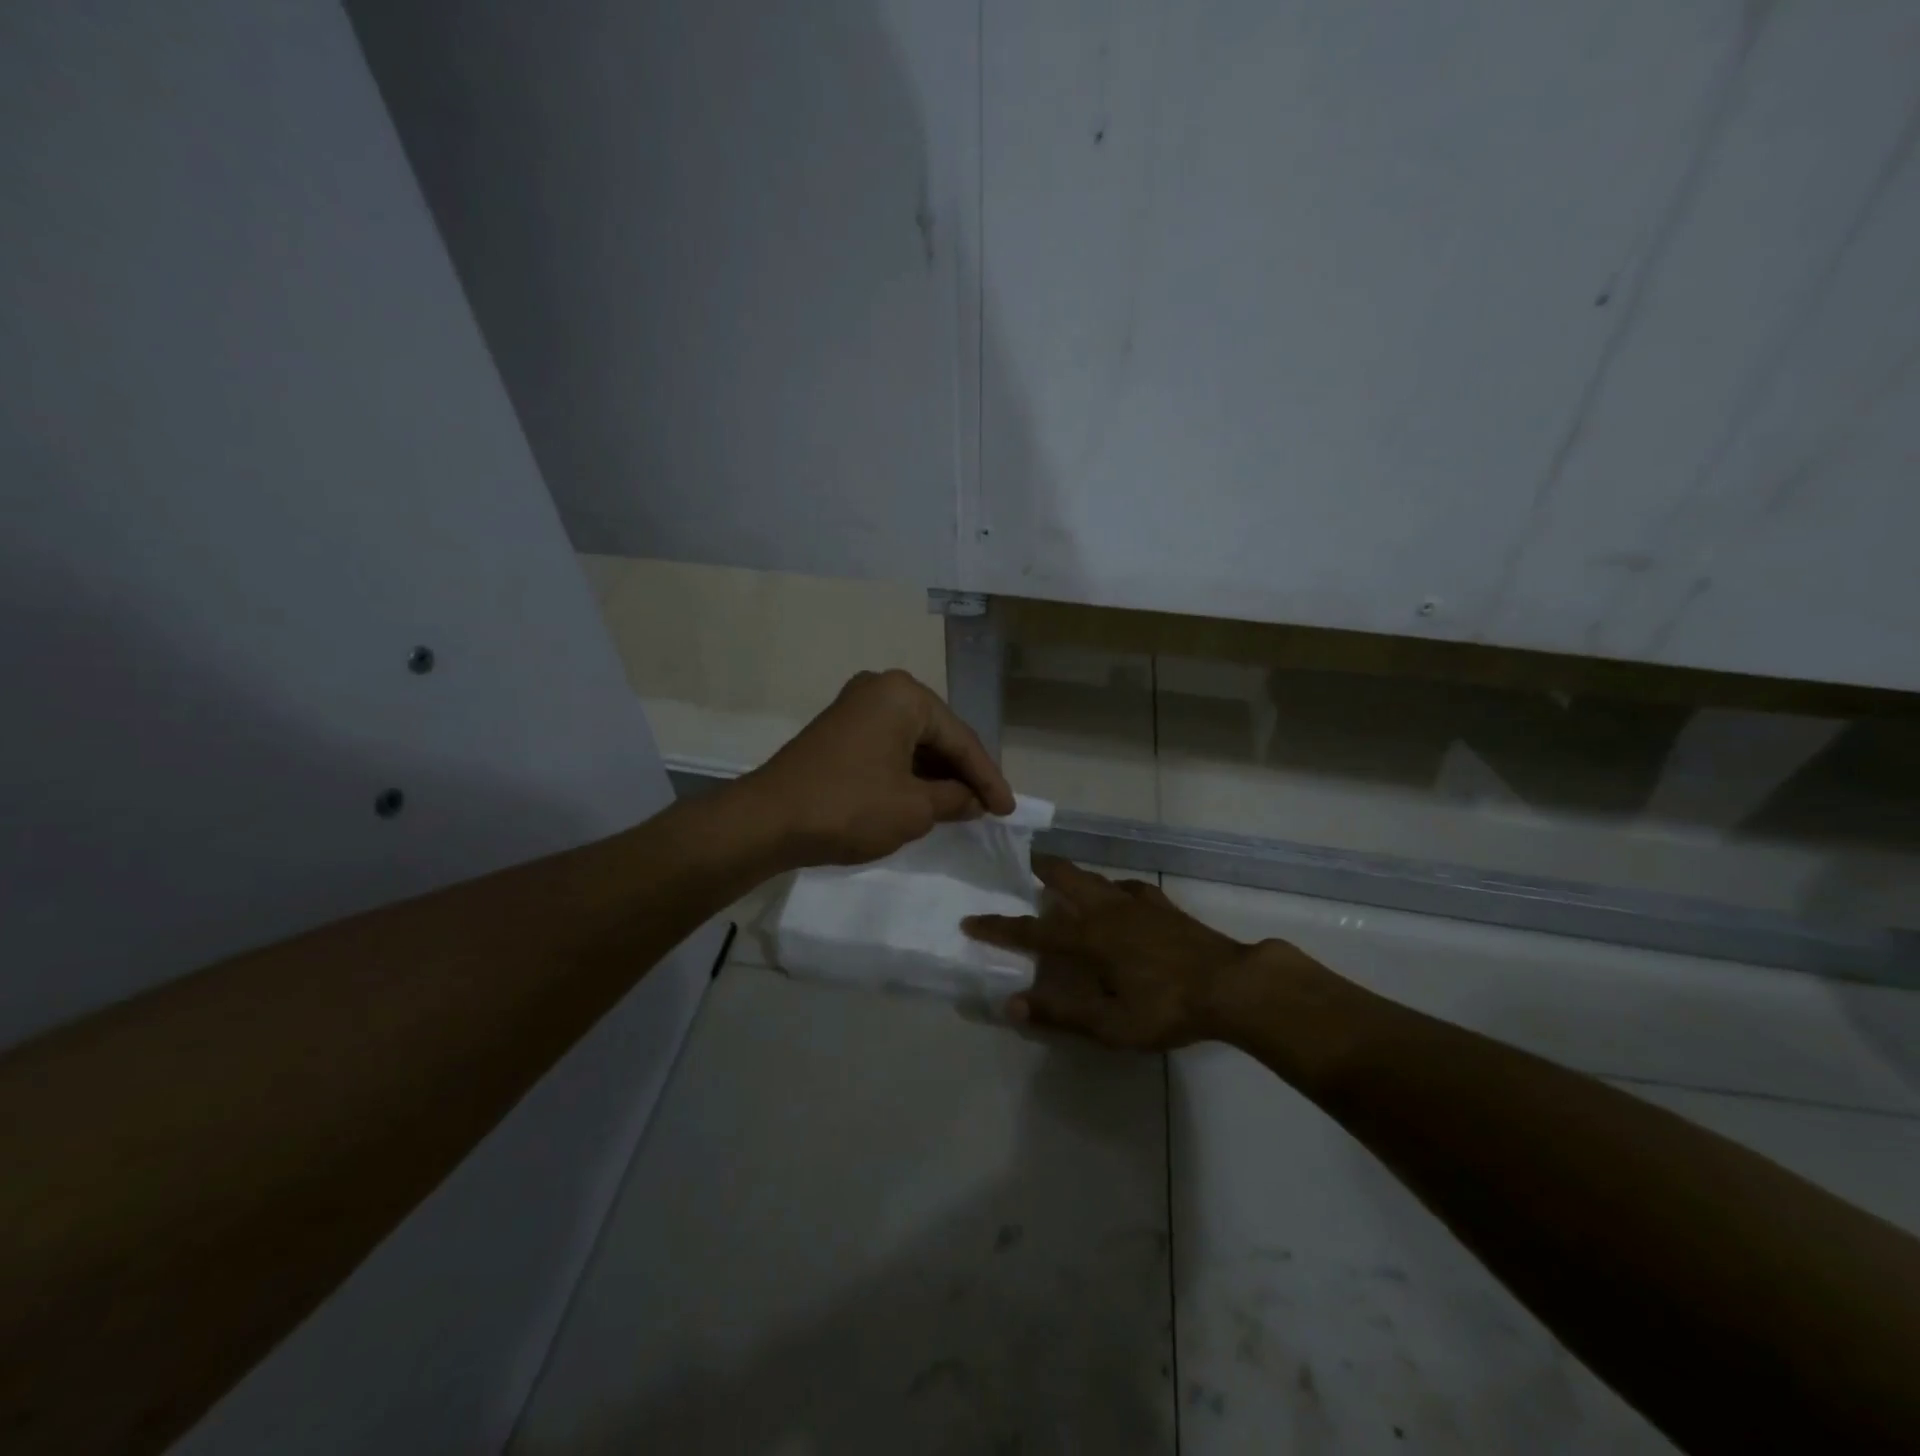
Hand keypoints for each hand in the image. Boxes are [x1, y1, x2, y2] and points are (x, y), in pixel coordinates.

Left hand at [745, 670, 1016, 867]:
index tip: (1008, 811)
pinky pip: (888, 747)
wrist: (767, 820)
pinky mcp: (839, 730)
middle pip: (937, 735)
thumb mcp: (914, 808)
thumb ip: (954, 799)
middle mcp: (881, 688)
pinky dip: (909, 773)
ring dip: (936, 775)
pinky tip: (925, 797)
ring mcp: (855, 707)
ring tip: (962, 806)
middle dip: (963, 773)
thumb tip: (974, 800)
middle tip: (987, 806)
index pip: (961, 739)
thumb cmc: (849, 807)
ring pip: (913, 742)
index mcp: (904, 695)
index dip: (988, 779)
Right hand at [963, 857, 1291, 1048]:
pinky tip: (1120, 895)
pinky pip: (1129, 888)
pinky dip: (1114, 888)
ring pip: (1095, 878)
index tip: (971, 920)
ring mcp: (1138, 904)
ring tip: (1064, 878)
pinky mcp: (1163, 906)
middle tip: (1023, 862)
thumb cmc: (1167, 1008)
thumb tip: (1012, 1005)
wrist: (1231, 985)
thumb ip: (1061, 1014)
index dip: (999, 928)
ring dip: (1074, 876)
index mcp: (1089, 939)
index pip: (1033, 931)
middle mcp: (1107, 912)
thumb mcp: (1112, 1025)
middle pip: (1065, 879)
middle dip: (1040, 870)